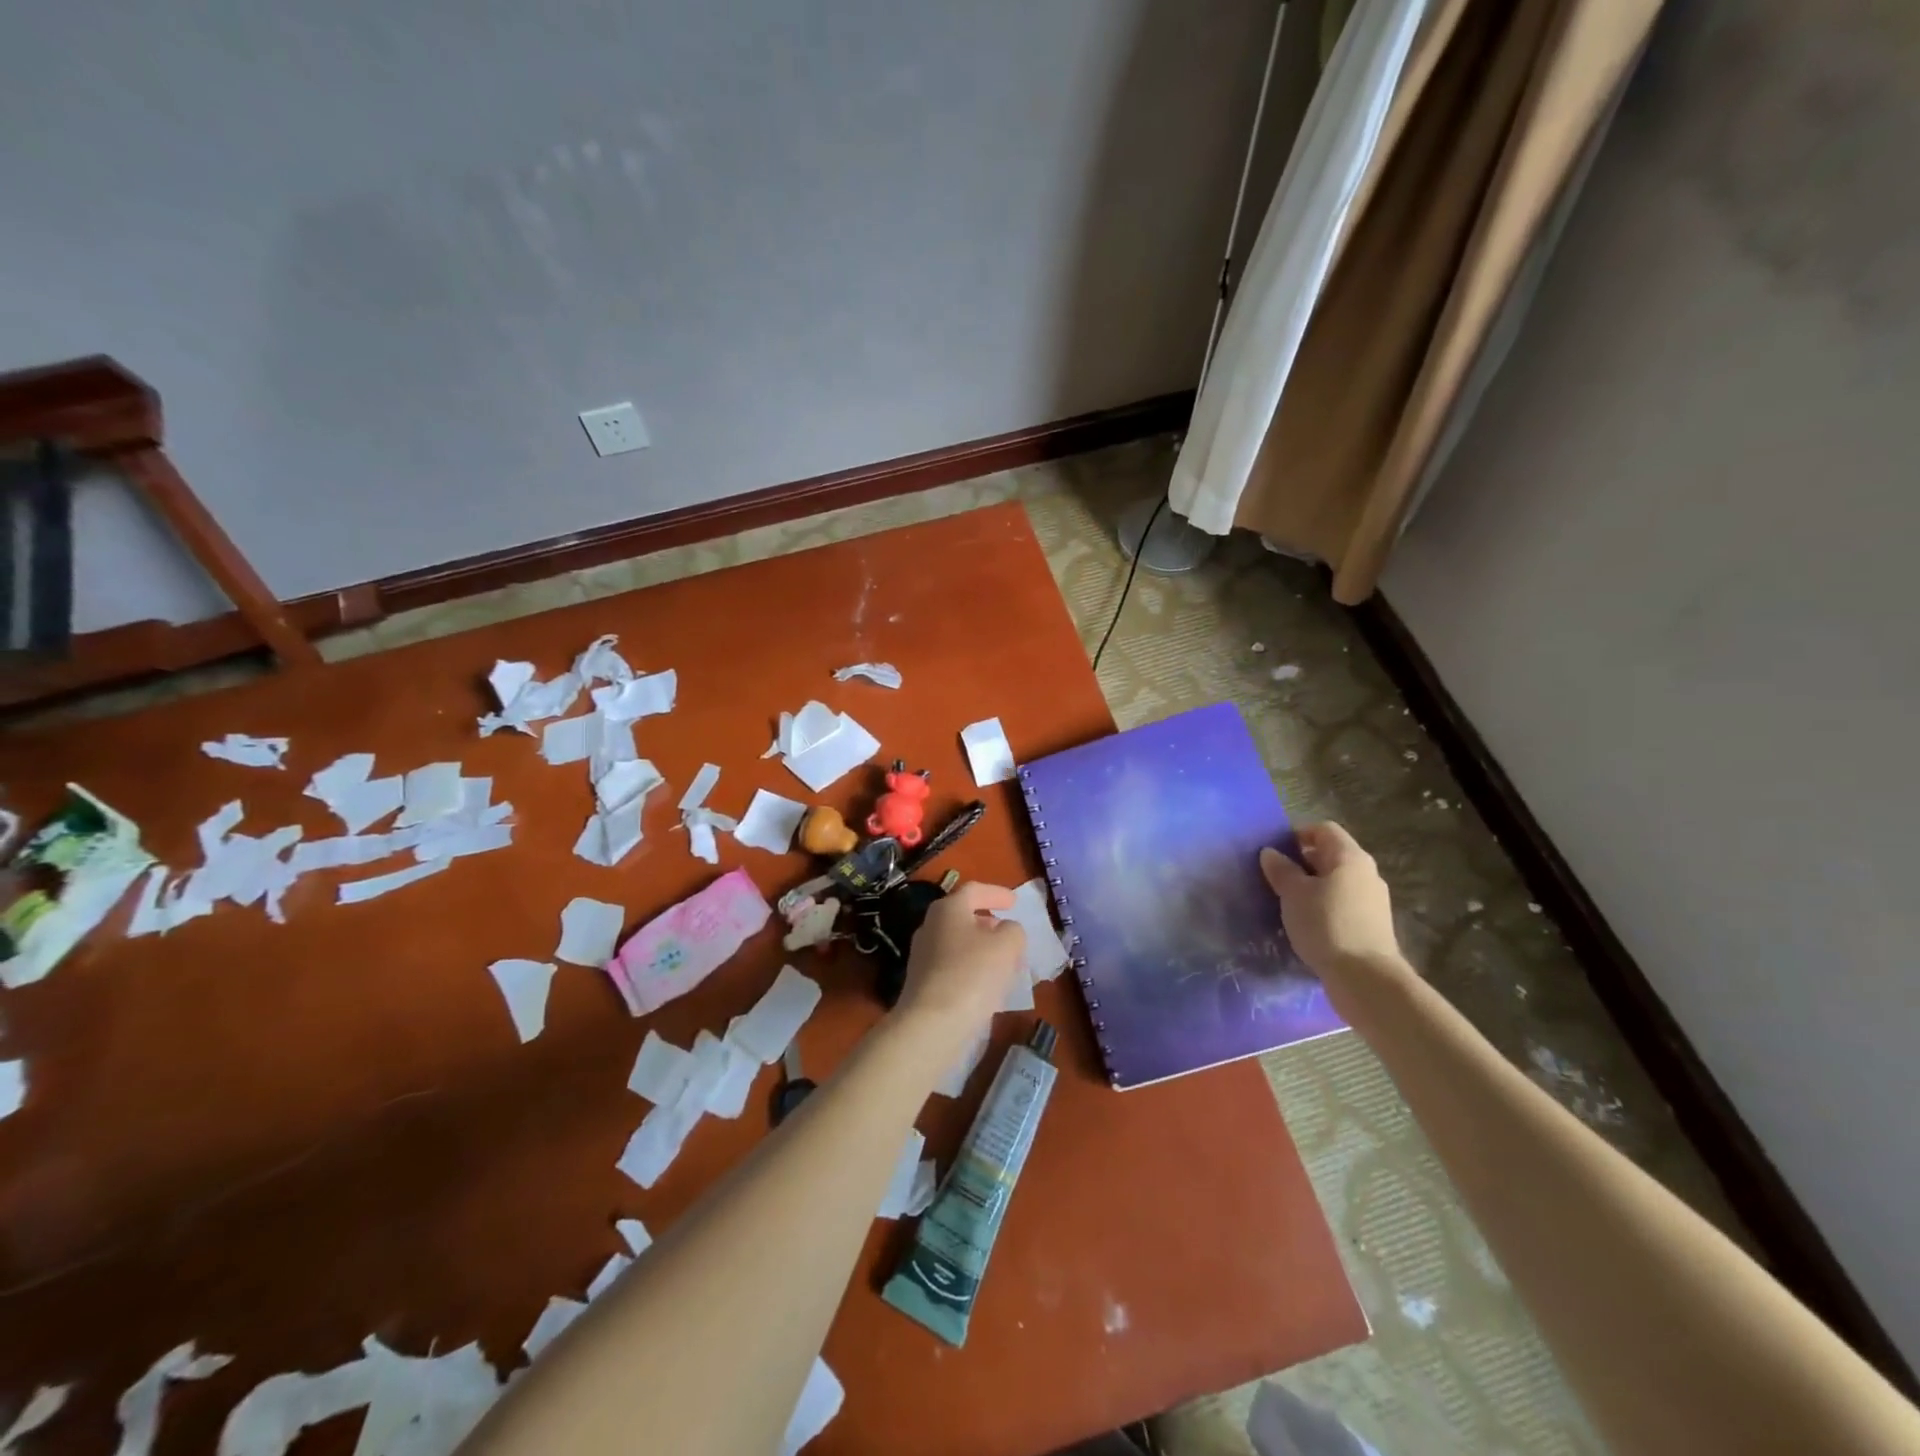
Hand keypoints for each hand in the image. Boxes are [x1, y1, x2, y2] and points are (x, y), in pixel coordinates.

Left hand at [891, 882, 1025, 1059]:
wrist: (933, 1024)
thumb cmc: (973, 974)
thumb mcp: (1007, 945)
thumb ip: (1013, 930)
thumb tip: (1006, 931)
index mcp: (948, 909)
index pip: (974, 891)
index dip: (997, 893)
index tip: (1015, 902)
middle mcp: (930, 926)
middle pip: (963, 917)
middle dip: (989, 923)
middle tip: (1009, 933)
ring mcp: (922, 956)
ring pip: (959, 943)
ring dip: (982, 948)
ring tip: (1004, 961)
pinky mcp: (922, 983)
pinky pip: (953, 966)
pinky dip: (972, 968)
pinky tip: (988, 985)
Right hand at [1259, 823, 1404, 983]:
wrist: (1365, 978)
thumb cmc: (1326, 924)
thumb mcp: (1294, 894)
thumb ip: (1281, 870)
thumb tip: (1271, 853)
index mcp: (1350, 858)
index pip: (1324, 830)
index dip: (1298, 835)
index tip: (1275, 852)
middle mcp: (1366, 874)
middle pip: (1331, 856)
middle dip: (1302, 863)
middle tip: (1275, 878)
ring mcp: (1372, 901)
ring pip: (1336, 883)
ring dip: (1311, 888)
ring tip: (1287, 903)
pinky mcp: (1371, 926)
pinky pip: (1341, 905)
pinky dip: (1323, 908)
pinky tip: (1306, 925)